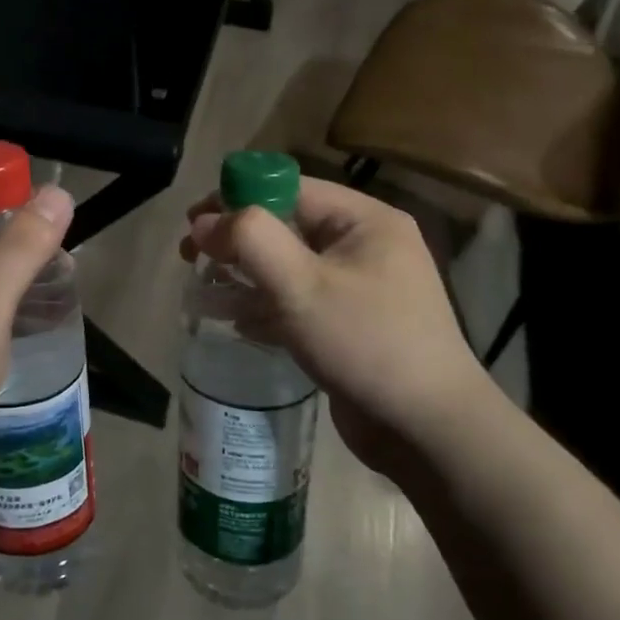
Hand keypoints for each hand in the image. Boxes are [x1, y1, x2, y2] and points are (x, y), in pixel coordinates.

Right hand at [179, 178, 484, 476]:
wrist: (428, 430)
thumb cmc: (366, 343)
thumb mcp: (301, 285)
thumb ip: (250, 240)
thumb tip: (205, 222)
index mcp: (364, 221)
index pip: (289, 189)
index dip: (236, 197)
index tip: (193, 223)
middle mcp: (365, 246)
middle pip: (286, 226)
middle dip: (236, 241)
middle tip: (191, 259)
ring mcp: (361, 288)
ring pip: (289, 268)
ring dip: (246, 276)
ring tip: (205, 294)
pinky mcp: (351, 325)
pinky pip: (300, 302)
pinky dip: (267, 307)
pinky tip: (236, 323)